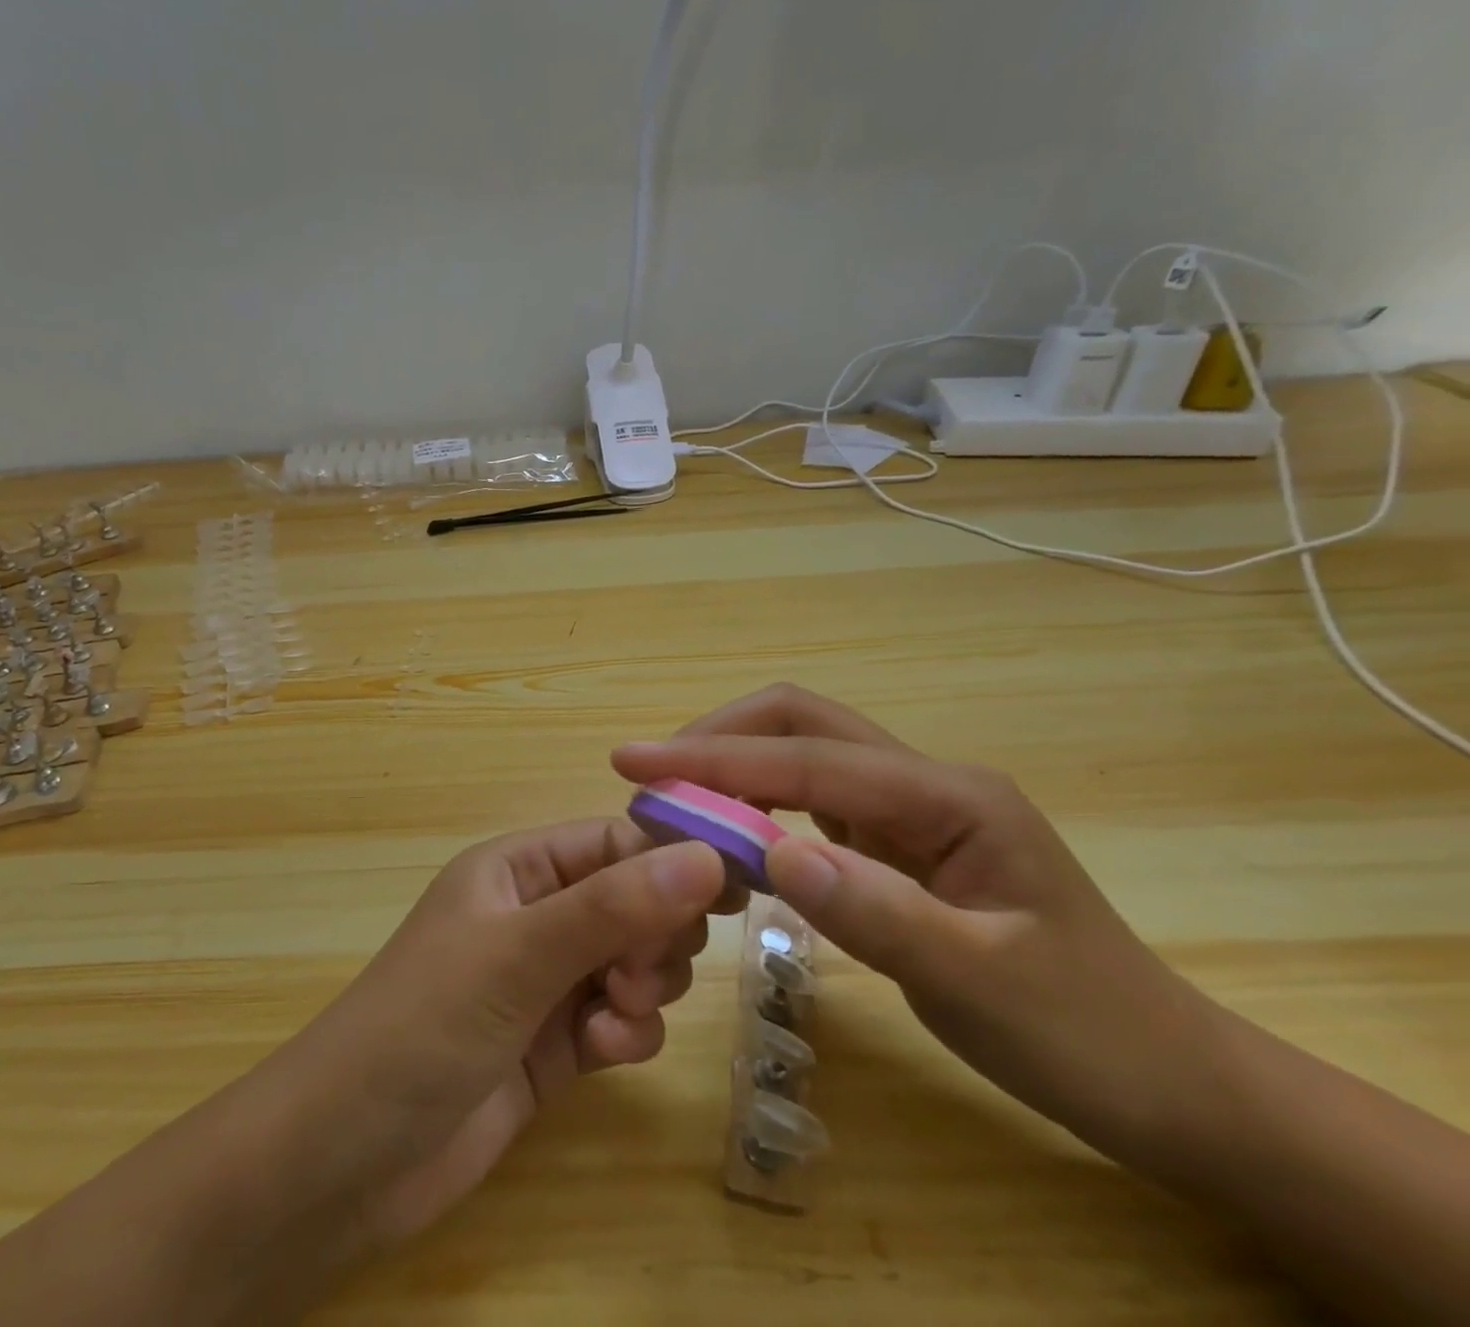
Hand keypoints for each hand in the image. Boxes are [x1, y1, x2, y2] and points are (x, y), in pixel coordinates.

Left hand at [276, 819, 728, 1253]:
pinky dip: (627, 1035)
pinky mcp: (553, 1044)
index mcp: (518, 869)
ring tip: (614, 1019)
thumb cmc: (423, 1025)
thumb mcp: (518, 955)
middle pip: (635, 902)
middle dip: (653, 935)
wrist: (343, 1161)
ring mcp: (544, 981)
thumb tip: (707, 856)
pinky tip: (603, 1058)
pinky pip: (620, 1021)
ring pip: (634, 962)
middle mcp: (535, 915)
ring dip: (643, 988)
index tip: (734, 892)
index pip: (615, 843)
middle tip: (636, 974)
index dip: (673, 861)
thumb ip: (612, 908)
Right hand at [611, 685, 1221, 1157]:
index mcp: (949, 795)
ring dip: (734, 766)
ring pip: (804, 755)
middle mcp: (925, 781)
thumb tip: (769, 853)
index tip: (634, 762)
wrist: (1168, 1080)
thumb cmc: (1084, 1032)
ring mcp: (912, 807)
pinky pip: (813, 802)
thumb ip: (873, 910)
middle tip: (649, 775)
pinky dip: (759, 804)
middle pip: (802, 722)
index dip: (715, 758)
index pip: (808, 758)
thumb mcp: (979, 982)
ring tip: (674, 800)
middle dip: (719, 738)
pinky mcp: (899, 840)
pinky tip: (731, 835)